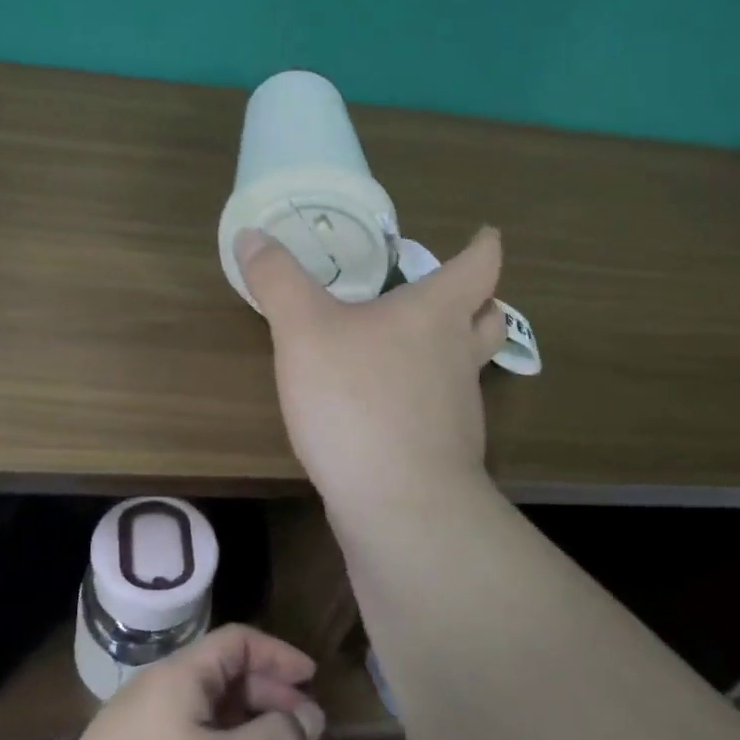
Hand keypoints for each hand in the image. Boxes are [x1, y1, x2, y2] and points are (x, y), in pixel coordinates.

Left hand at [19, 624, 325, 739]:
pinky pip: (183, 739)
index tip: (313, 683)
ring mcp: (132, 729)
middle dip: (266, 693)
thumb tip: (309, 714)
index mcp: (177, 677)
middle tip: (302, 729)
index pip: (237, 641)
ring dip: (243, 724)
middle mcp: (152, 691)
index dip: (279, 655)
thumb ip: (277, 739)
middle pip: (220, 673)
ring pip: (201, 710)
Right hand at [235, 226, 505, 507]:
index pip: (478, 267)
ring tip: (412, 348)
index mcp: (435, 314)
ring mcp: (458, 410)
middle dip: (477, 302)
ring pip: (466, 368)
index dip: (483, 246)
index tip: (485, 234)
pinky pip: (441, 411)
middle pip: (487, 319)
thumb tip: (252, 235)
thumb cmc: (357, 400)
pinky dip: (425, 398)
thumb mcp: (303, 330)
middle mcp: (457, 356)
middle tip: (452, 293)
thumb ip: (278, 280)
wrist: (399, 506)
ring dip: (451, 351)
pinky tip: (388, 408)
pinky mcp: (444, 453)